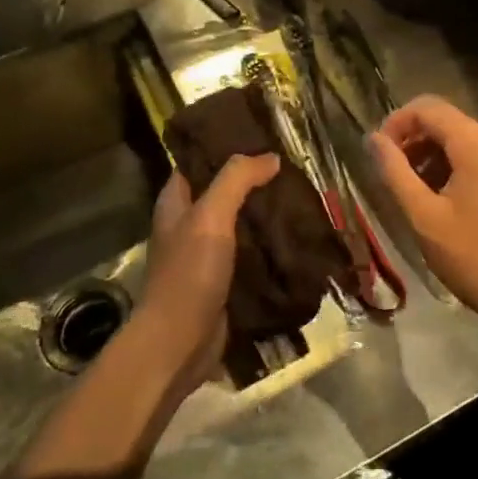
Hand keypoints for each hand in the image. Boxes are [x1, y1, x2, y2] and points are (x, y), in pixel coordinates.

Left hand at [132, 153, 279, 393]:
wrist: (181, 343)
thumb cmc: (189, 273)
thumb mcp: (210, 216)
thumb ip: (236, 180)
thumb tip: (269, 157)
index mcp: (176, 203)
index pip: (197, 162)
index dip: (224, 147)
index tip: (260, 135)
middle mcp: (188, 225)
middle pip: (223, 192)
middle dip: (253, 181)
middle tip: (292, 167)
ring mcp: (206, 255)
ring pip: (240, 224)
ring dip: (265, 214)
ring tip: (301, 197)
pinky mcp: (224, 282)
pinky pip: (250, 255)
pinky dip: (269, 246)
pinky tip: (296, 237)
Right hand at [369, 96, 477, 348]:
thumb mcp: (425, 218)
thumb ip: (395, 172)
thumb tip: (374, 140)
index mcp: (477, 142)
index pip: (427, 107)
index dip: (396, 123)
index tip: (380, 154)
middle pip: (451, 124)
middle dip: (418, 145)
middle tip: (399, 181)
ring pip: (472, 143)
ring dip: (441, 161)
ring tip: (425, 198)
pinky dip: (469, 171)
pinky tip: (460, 208)